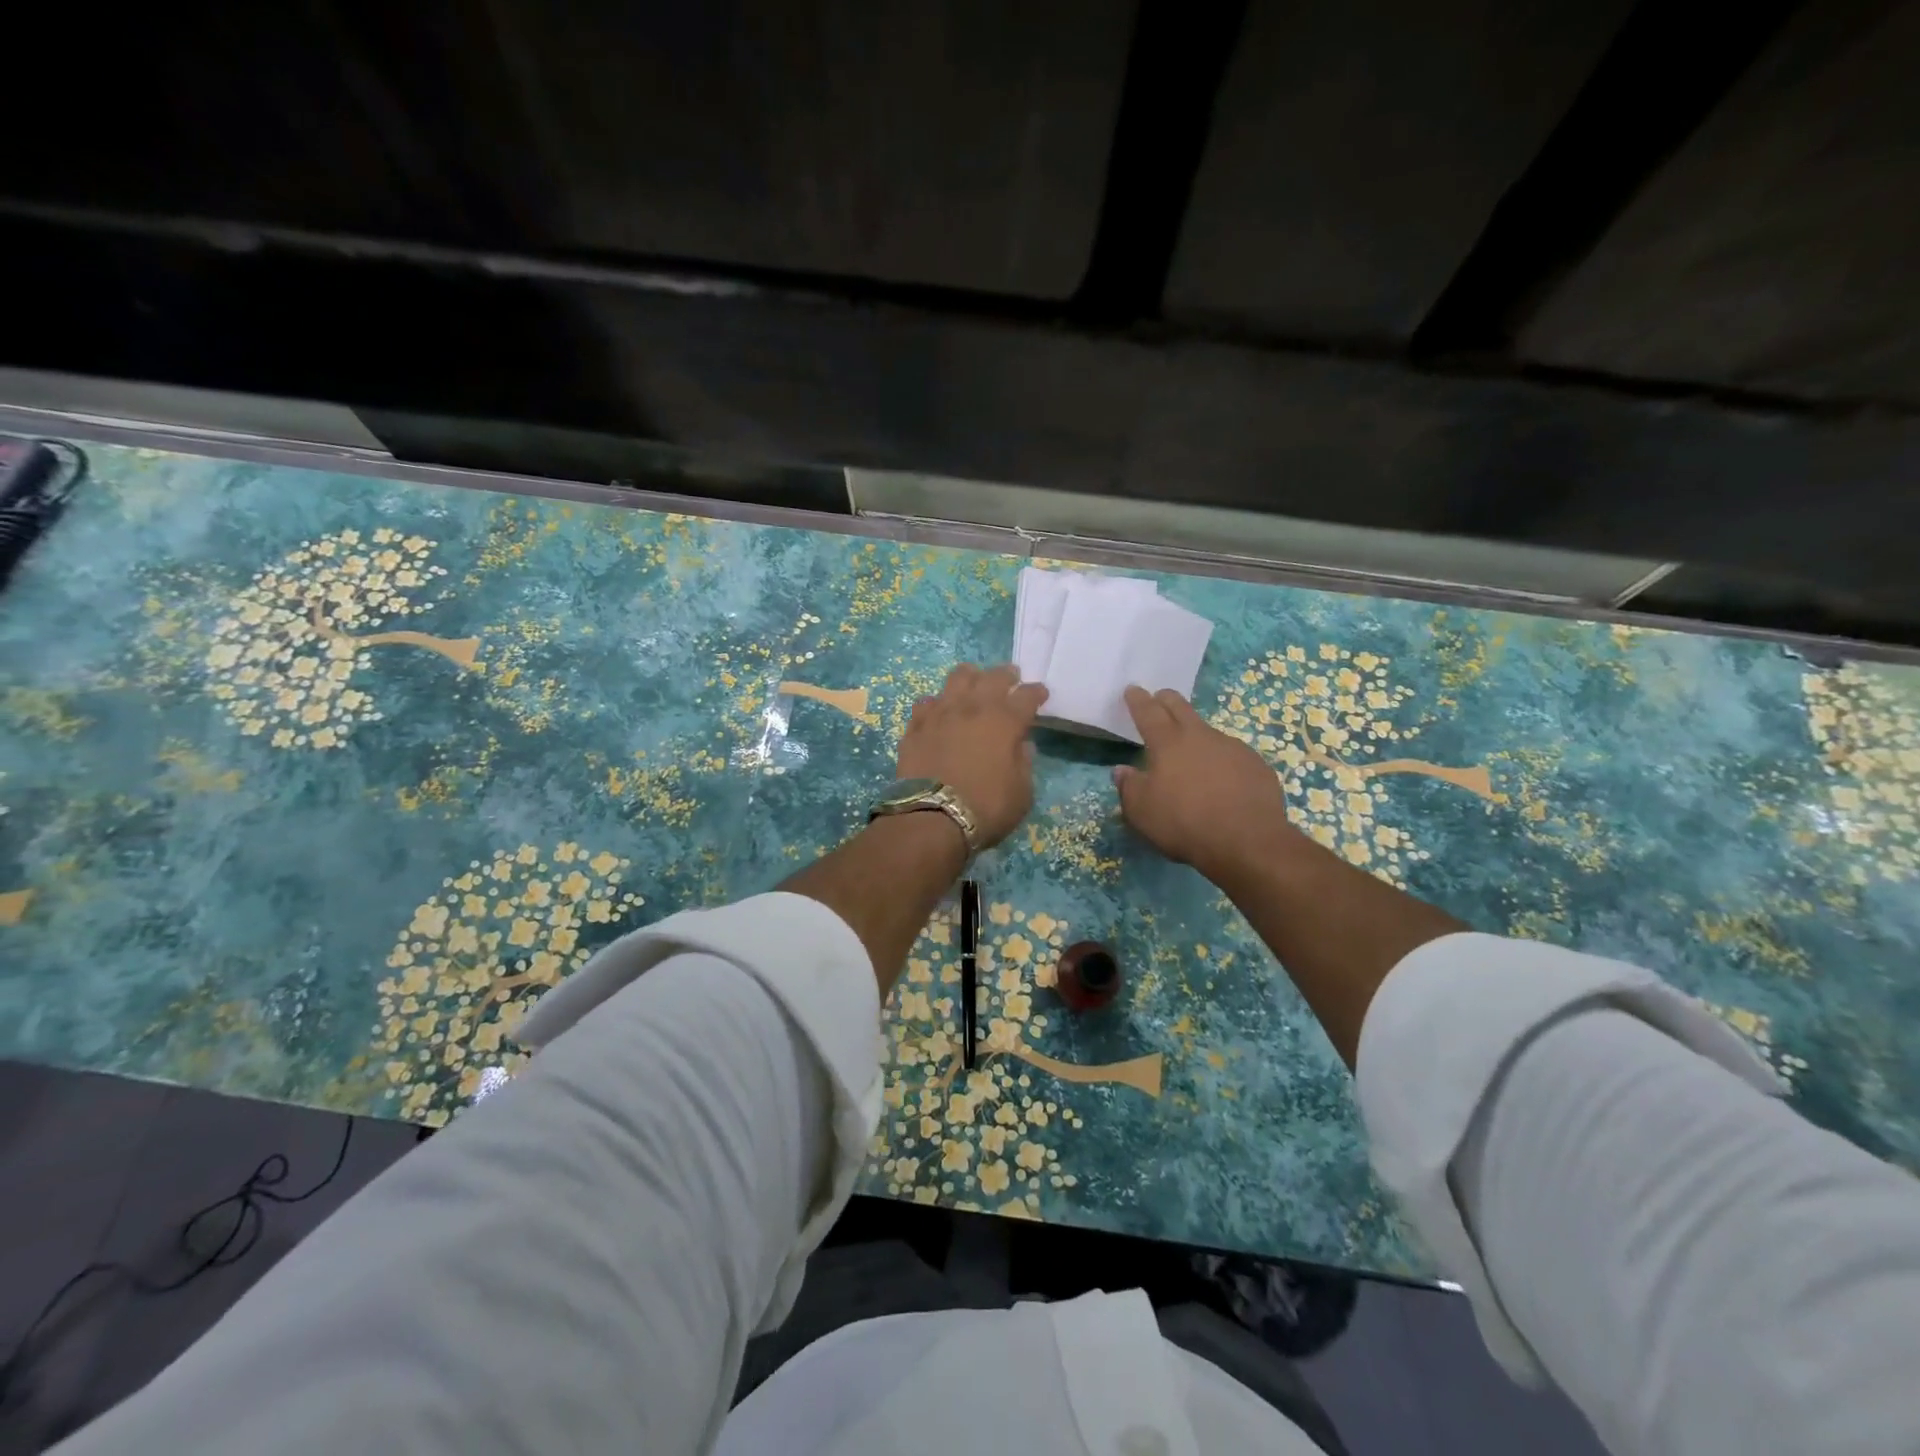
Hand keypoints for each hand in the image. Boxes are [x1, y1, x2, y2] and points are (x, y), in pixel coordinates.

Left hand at [897, 664, 1048, 849]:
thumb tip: (1021, 745)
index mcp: (1004, 721)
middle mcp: (973, 707)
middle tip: (1011, 678)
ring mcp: (941, 713)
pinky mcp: (916, 726)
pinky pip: (927, 702)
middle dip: (1006, 675)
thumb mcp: (1021, 794)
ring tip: (974, 681)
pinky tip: (940, 710)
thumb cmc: (985, 808)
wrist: (931, 818)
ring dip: (971, 677)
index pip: (1027, 696)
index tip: (1040, 694)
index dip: (1036, 693)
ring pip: (957, 678)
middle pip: (993, 676)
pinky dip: (938, 703)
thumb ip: (1024, 764)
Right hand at [1112, 685, 1301, 881]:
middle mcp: (1201, 737)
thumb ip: (1128, 787)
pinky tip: (1222, 781)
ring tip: (1192, 753)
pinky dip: (1222, 762)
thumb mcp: (1141, 812)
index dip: (1138, 700)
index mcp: (1168, 744)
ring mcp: (1233, 748)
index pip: (1148, 712)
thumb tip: (1121, 771)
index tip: (1132, 689)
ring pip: (1208, 733)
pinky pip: (1233, 757)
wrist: (1247, 841)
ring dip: (1196, 736)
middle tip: (1159, 698)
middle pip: (1181, 708)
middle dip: (1167, 700)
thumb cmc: (1184, 823)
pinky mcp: (1256, 766)